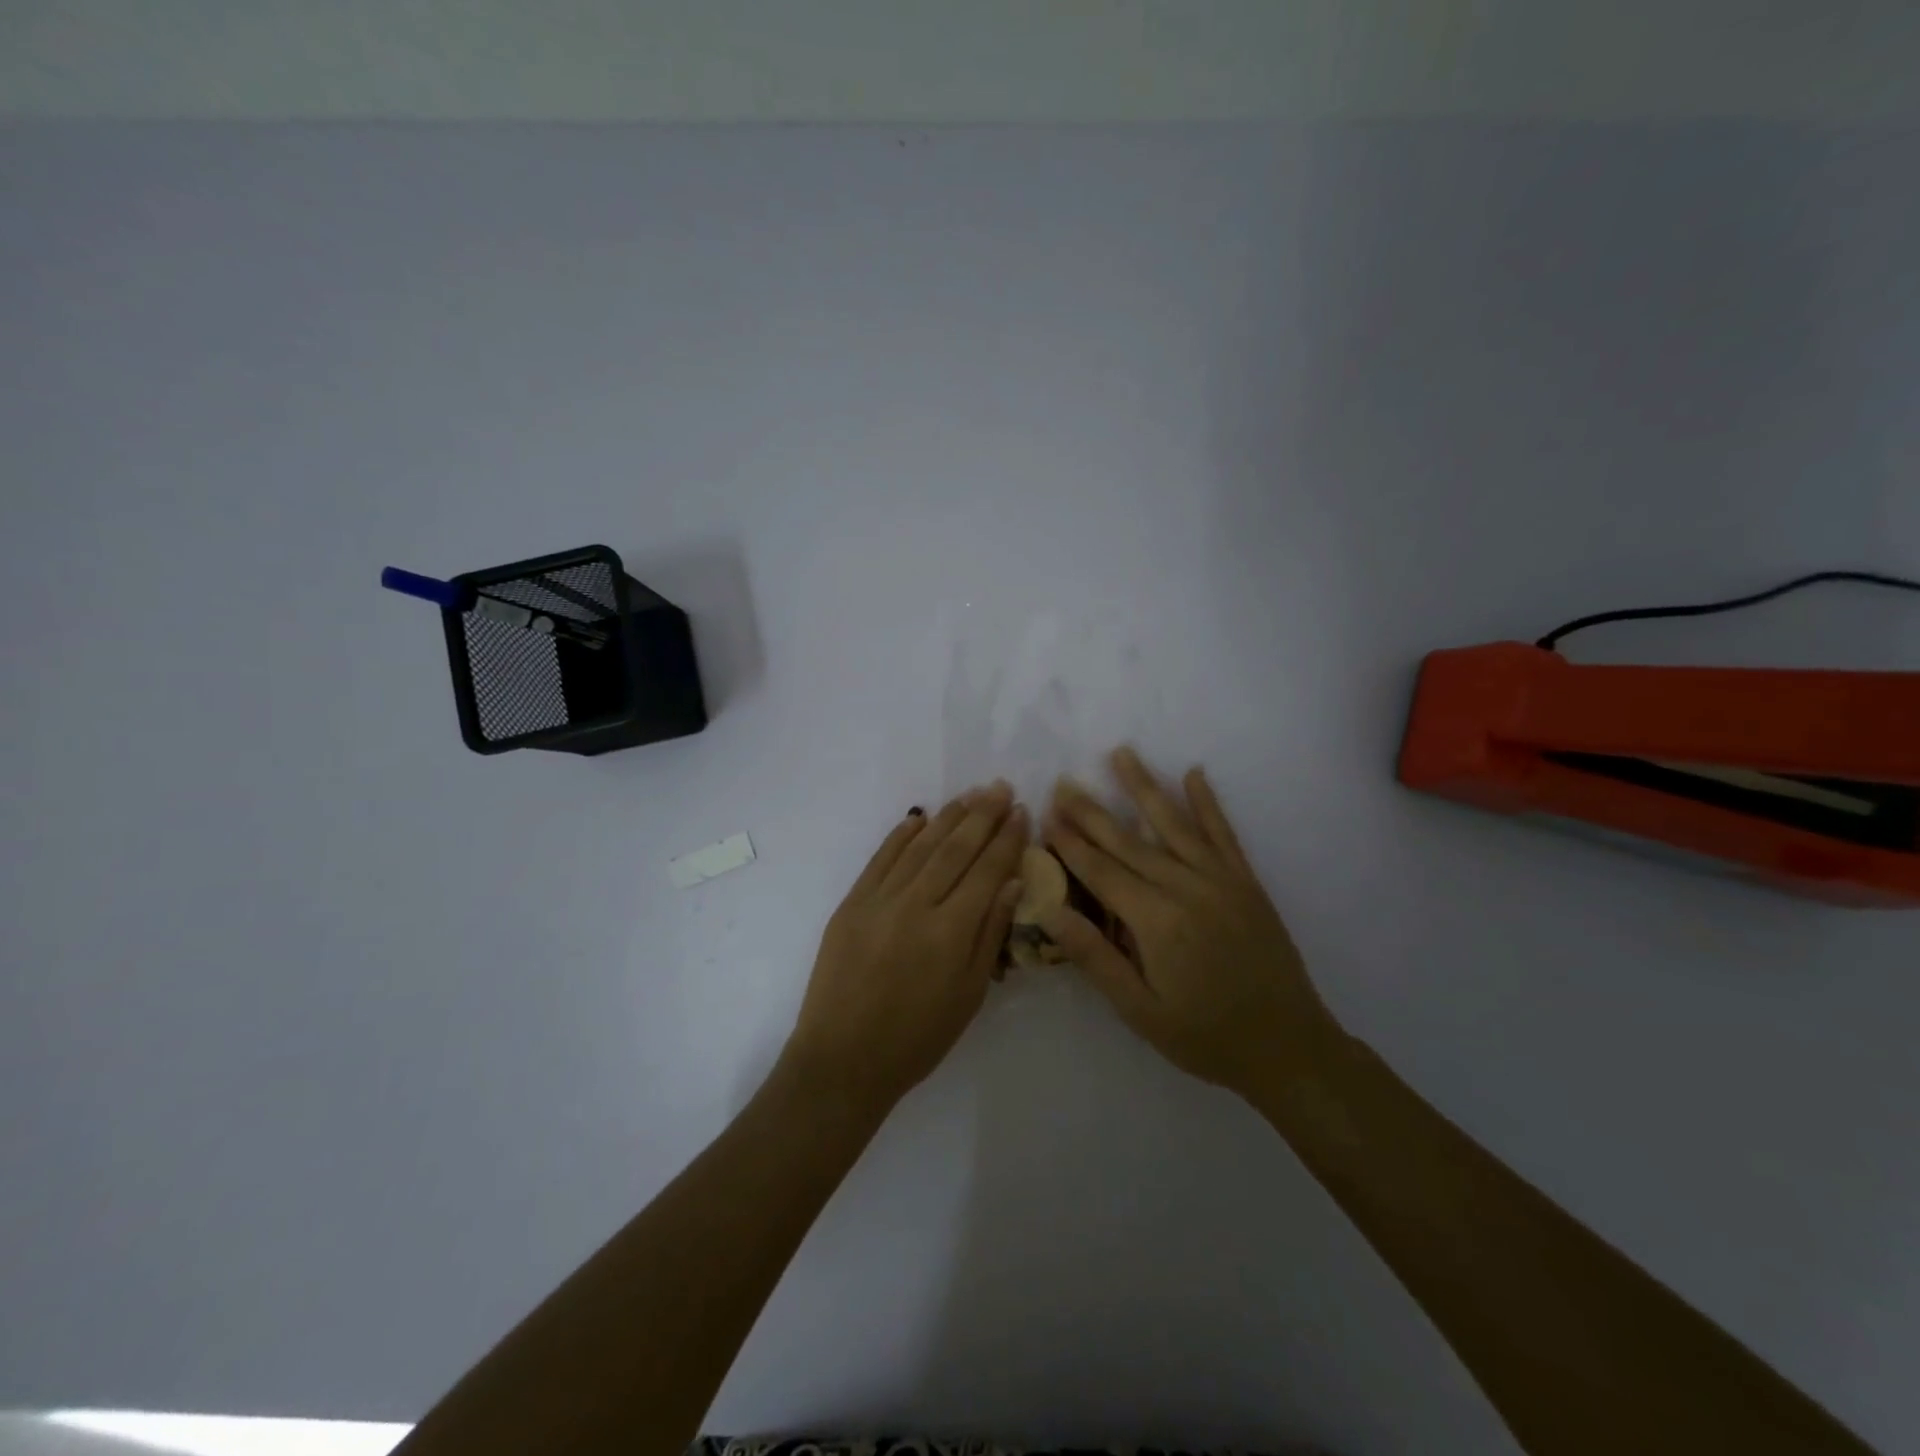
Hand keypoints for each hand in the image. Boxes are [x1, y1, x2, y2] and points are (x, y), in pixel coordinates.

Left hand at [783, 782, 1028, 1113]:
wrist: (843, 1059)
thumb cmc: (917, 1038)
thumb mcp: (969, 994)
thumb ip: (990, 933)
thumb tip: (1012, 880)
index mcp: (951, 931)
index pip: (987, 870)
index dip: (1006, 839)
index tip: (1021, 812)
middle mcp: (916, 905)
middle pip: (956, 848)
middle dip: (982, 815)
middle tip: (1000, 787)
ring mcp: (879, 900)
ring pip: (920, 846)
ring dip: (947, 817)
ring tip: (970, 795)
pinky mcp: (851, 903)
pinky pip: (880, 859)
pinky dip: (901, 836)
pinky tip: (919, 818)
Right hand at [1039, 747, 1342, 1102]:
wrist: (1288, 1047)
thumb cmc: (1205, 1035)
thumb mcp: (1140, 1010)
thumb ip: (1095, 956)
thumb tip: (1050, 911)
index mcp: (1156, 921)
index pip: (1101, 871)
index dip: (1071, 843)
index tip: (1046, 814)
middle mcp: (1186, 888)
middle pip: (1129, 841)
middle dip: (1092, 812)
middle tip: (1064, 783)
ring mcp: (1220, 880)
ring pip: (1174, 824)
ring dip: (1144, 787)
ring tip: (1122, 754)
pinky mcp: (1246, 882)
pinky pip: (1223, 834)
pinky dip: (1207, 803)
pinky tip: (1194, 774)